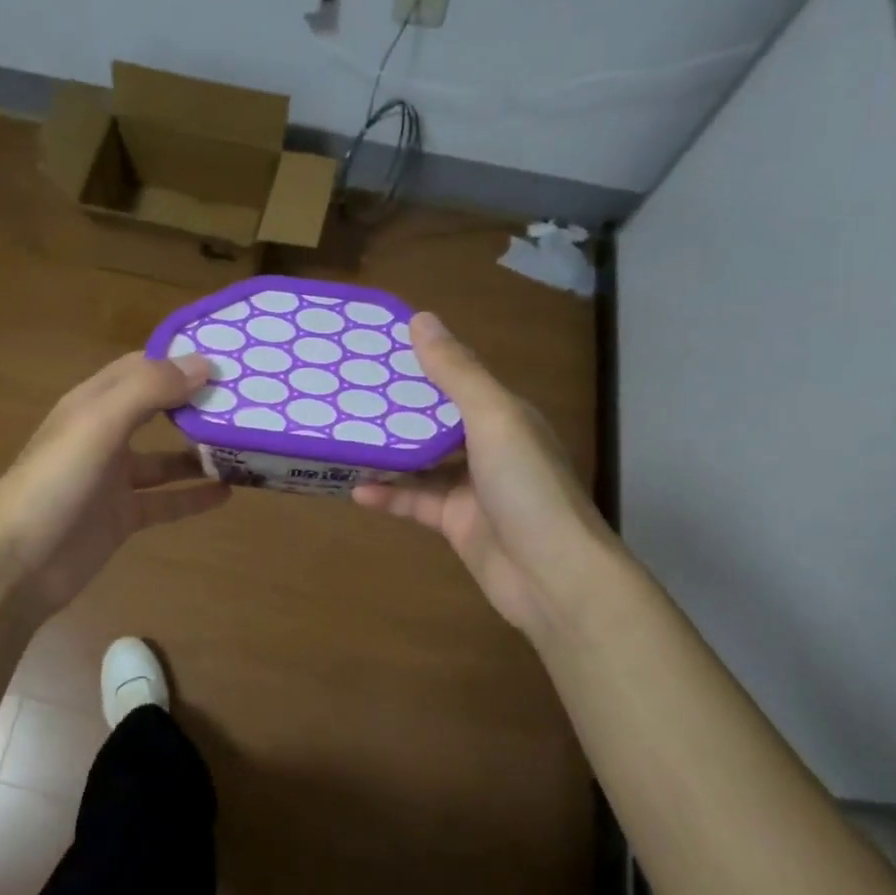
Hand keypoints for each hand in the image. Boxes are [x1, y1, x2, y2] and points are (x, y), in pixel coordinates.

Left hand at [0, 351, 229, 620]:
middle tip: (247, 401)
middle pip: (156, 409)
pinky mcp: (121, 517)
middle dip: (195, 403)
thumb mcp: (99, 423)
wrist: (15, 565)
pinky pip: (165, 501)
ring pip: (164, 458)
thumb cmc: (55, 483)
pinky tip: (228, 493)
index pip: (141, 367)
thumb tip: (204, 364)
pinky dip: (193, 496)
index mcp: (93, 403)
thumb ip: (149, 389)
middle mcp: (103, 435)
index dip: (179, 359)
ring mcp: (112, 479)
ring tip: (244, 446)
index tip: (228, 357)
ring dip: (198, 452)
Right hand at [353, 313, 620, 641]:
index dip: (420, 364)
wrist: (554, 576)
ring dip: (386, 455)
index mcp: (504, 414)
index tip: (375, 351)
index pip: (457, 379)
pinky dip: (389, 496)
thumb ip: (456, 371)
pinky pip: (416, 502)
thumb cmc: (526, 485)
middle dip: (394, 410)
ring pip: (420, 463)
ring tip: (341, 439)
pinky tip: (356, 491)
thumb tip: (420, 318)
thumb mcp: (492, 417)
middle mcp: (489, 447)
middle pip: (434, 421)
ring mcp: (473, 488)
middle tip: (345, 394)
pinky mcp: (456, 523)